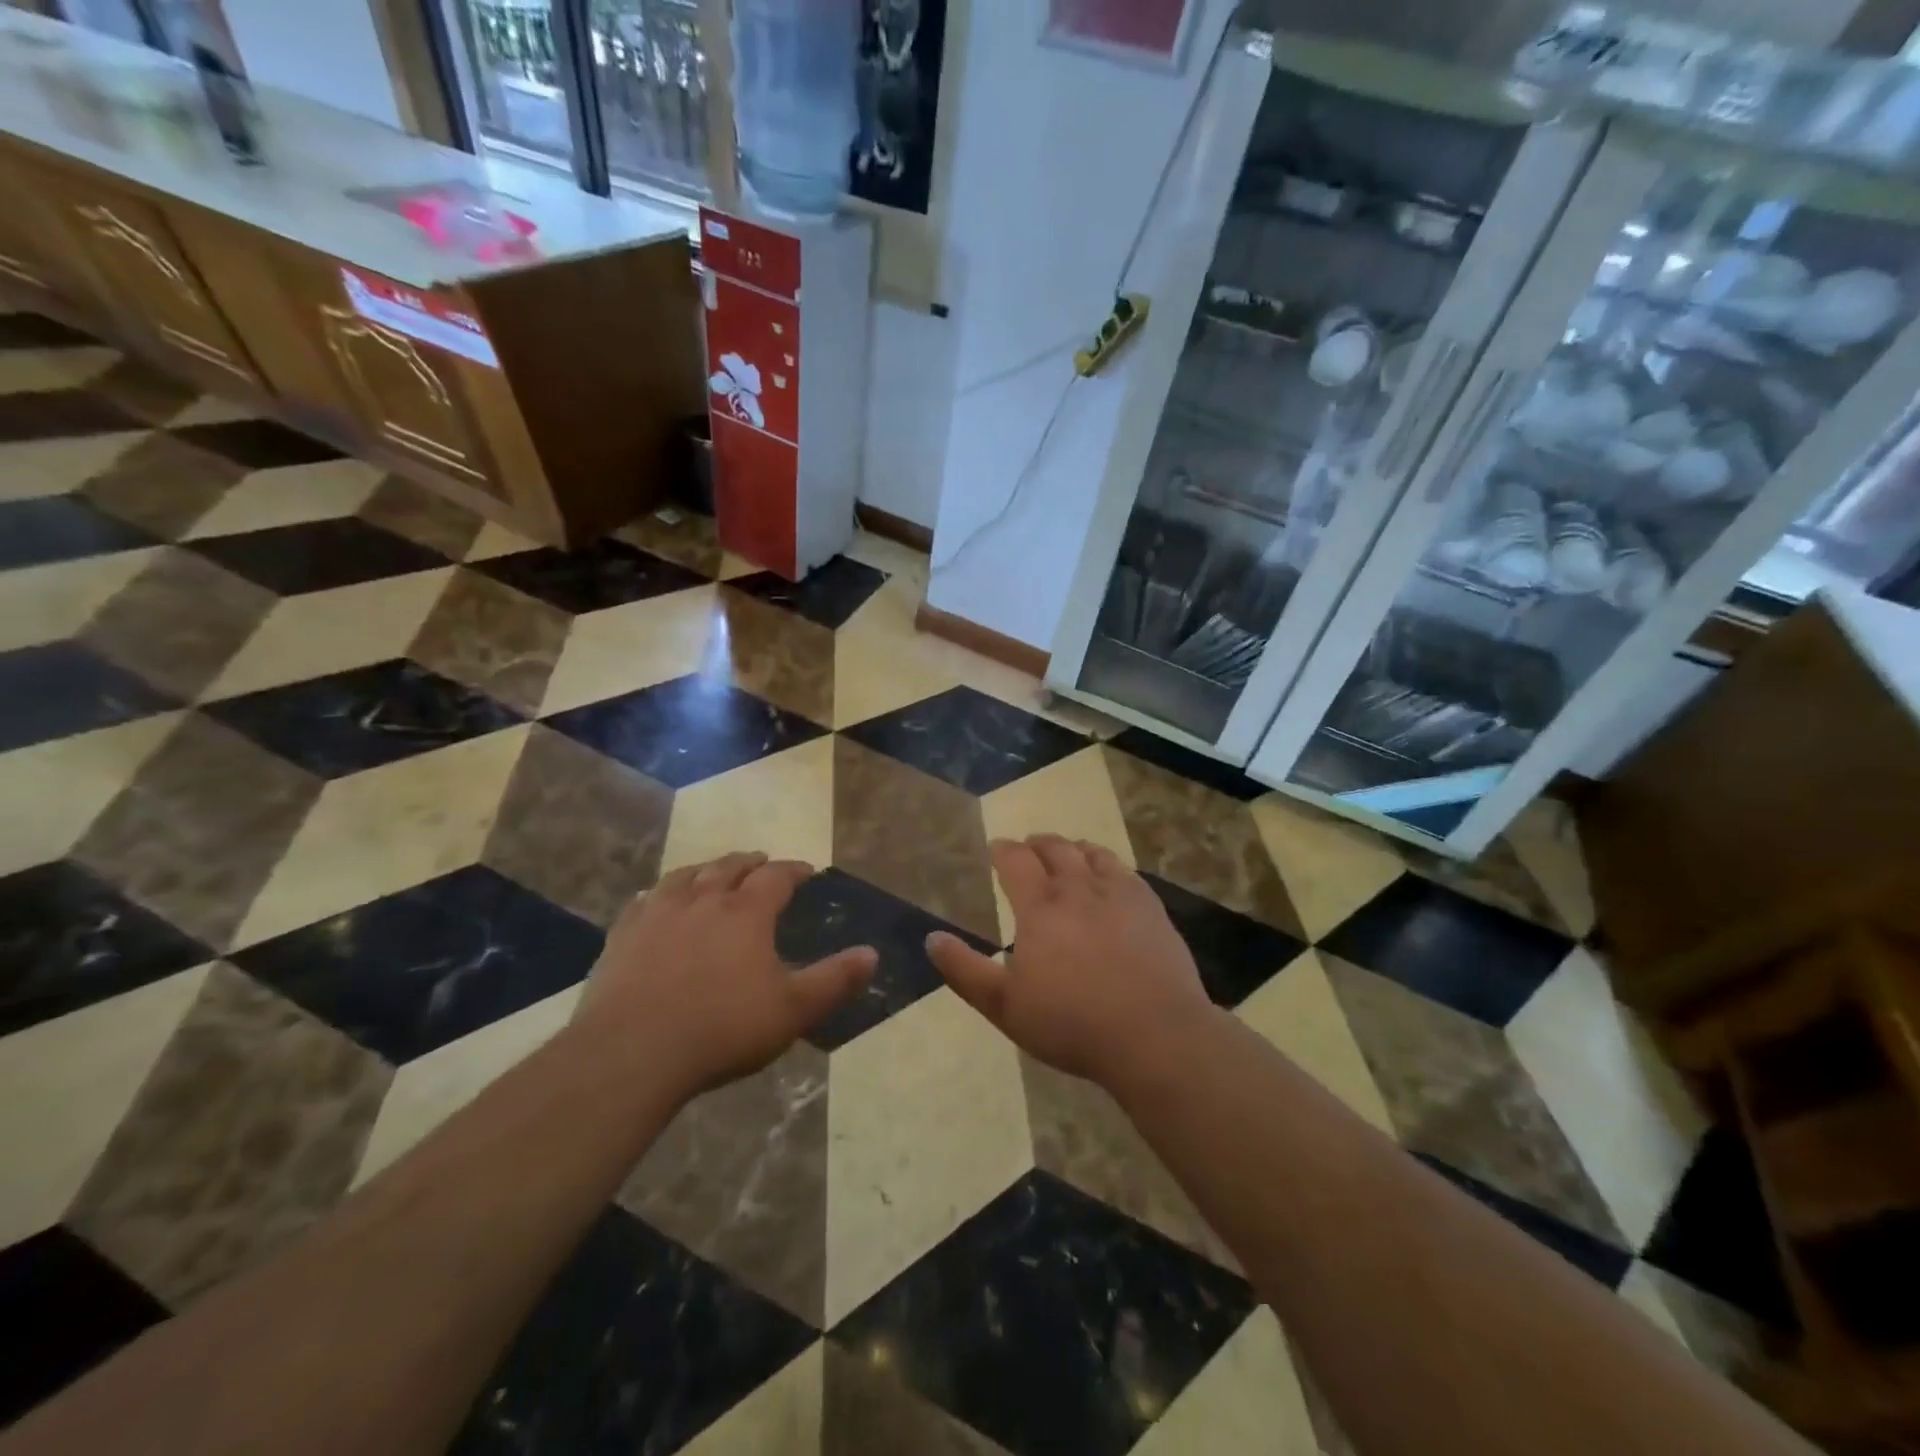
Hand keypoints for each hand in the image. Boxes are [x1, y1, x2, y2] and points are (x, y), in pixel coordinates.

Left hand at [573, 852, 875, 1097]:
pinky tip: (656, 901)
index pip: (776, 876)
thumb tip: (872, 954)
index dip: (793, 870)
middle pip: (729, 867)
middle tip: (760, 861)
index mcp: (746, 913)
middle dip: (749, 862)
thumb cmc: (722, 1029)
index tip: (806, 870)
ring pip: (686, 876)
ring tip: (713, 871)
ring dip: (706, 869)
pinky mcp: (623, 935)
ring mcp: (658, 914)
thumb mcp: (793, 1010)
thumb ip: (834, 980)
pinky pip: (644, 900)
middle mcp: (703, 900)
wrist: (631, 1053)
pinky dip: (660, 893)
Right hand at [925, 835, 1216, 1090]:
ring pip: (1091, 852)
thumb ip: (965, 970)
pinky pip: (1124, 869)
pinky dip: (1106, 863)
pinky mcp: (1150, 906)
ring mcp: (1119, 893)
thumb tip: (932, 938)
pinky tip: (1108, 877)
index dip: (1003, 849)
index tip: (996, 849)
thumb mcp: (1005, 1006)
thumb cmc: (1072, 1023)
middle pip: (1055, 848)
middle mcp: (1078, 888)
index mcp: (1040, 906)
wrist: (1154, 1035)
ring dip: (1072, 848)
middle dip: (1036, 844)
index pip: (1015, 859)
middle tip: (1028, 849)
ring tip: (1067, 854)